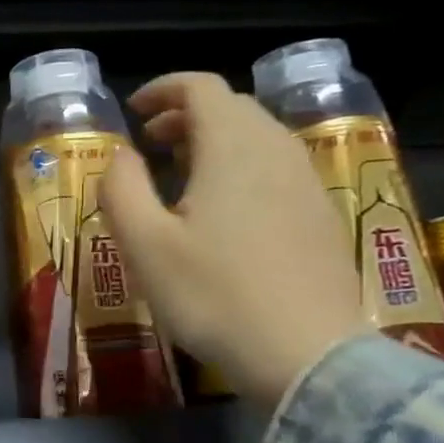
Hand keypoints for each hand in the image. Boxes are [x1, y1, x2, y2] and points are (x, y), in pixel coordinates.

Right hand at [101, 72, 367, 405]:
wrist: (307, 355)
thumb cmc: (213, 295)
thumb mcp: (144, 243)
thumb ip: (122, 187)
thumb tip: (122, 154)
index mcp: (233, 148)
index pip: (202, 87)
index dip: (164, 89)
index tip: (134, 111)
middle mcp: (277, 152)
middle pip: (233, 108)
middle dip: (186, 115)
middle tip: (150, 144)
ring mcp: (307, 184)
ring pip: (258, 137)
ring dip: (215, 141)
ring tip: (181, 174)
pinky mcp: (321, 216)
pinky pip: (277, 168)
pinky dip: (242, 166)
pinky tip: (223, 211)